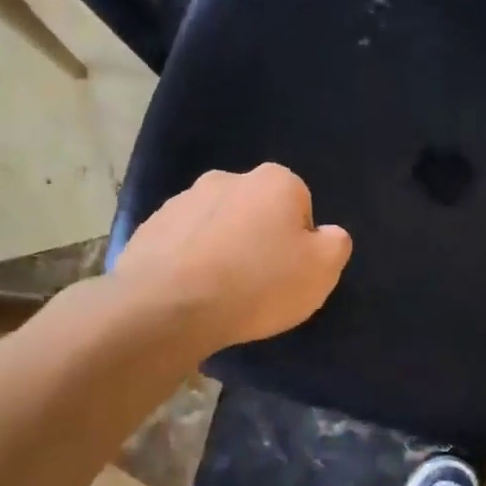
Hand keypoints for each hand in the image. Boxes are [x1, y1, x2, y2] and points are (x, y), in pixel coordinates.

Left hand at [113, 164, 351, 350]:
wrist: (169, 306)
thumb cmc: (258, 284)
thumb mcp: (322, 270)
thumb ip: (335, 244)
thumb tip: (326, 234)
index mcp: (275, 181)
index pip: (300, 206)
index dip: (299, 242)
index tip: (290, 272)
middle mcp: (228, 178)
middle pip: (257, 211)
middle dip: (259, 239)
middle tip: (258, 283)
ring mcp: (183, 200)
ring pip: (218, 225)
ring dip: (223, 249)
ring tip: (220, 292)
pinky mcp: (150, 227)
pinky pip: (183, 243)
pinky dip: (190, 262)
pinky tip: (191, 293)